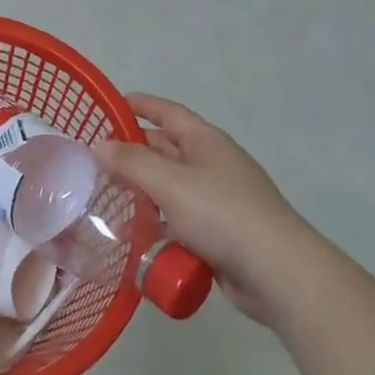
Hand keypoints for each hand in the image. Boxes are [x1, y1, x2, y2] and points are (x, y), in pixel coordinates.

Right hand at [93, 94, 314, 325]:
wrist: (276, 271)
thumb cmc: (222, 214)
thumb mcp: (170, 183)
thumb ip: (131, 162)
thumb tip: (100, 145)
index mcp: (206, 141)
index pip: (169, 113)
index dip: (142, 105)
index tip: (113, 103)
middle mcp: (212, 164)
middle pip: (167, 149)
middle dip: (134, 151)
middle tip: (97, 158)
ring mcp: (218, 199)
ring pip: (171, 187)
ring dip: (143, 190)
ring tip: (107, 196)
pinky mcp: (219, 233)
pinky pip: (179, 219)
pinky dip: (158, 222)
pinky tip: (134, 234)